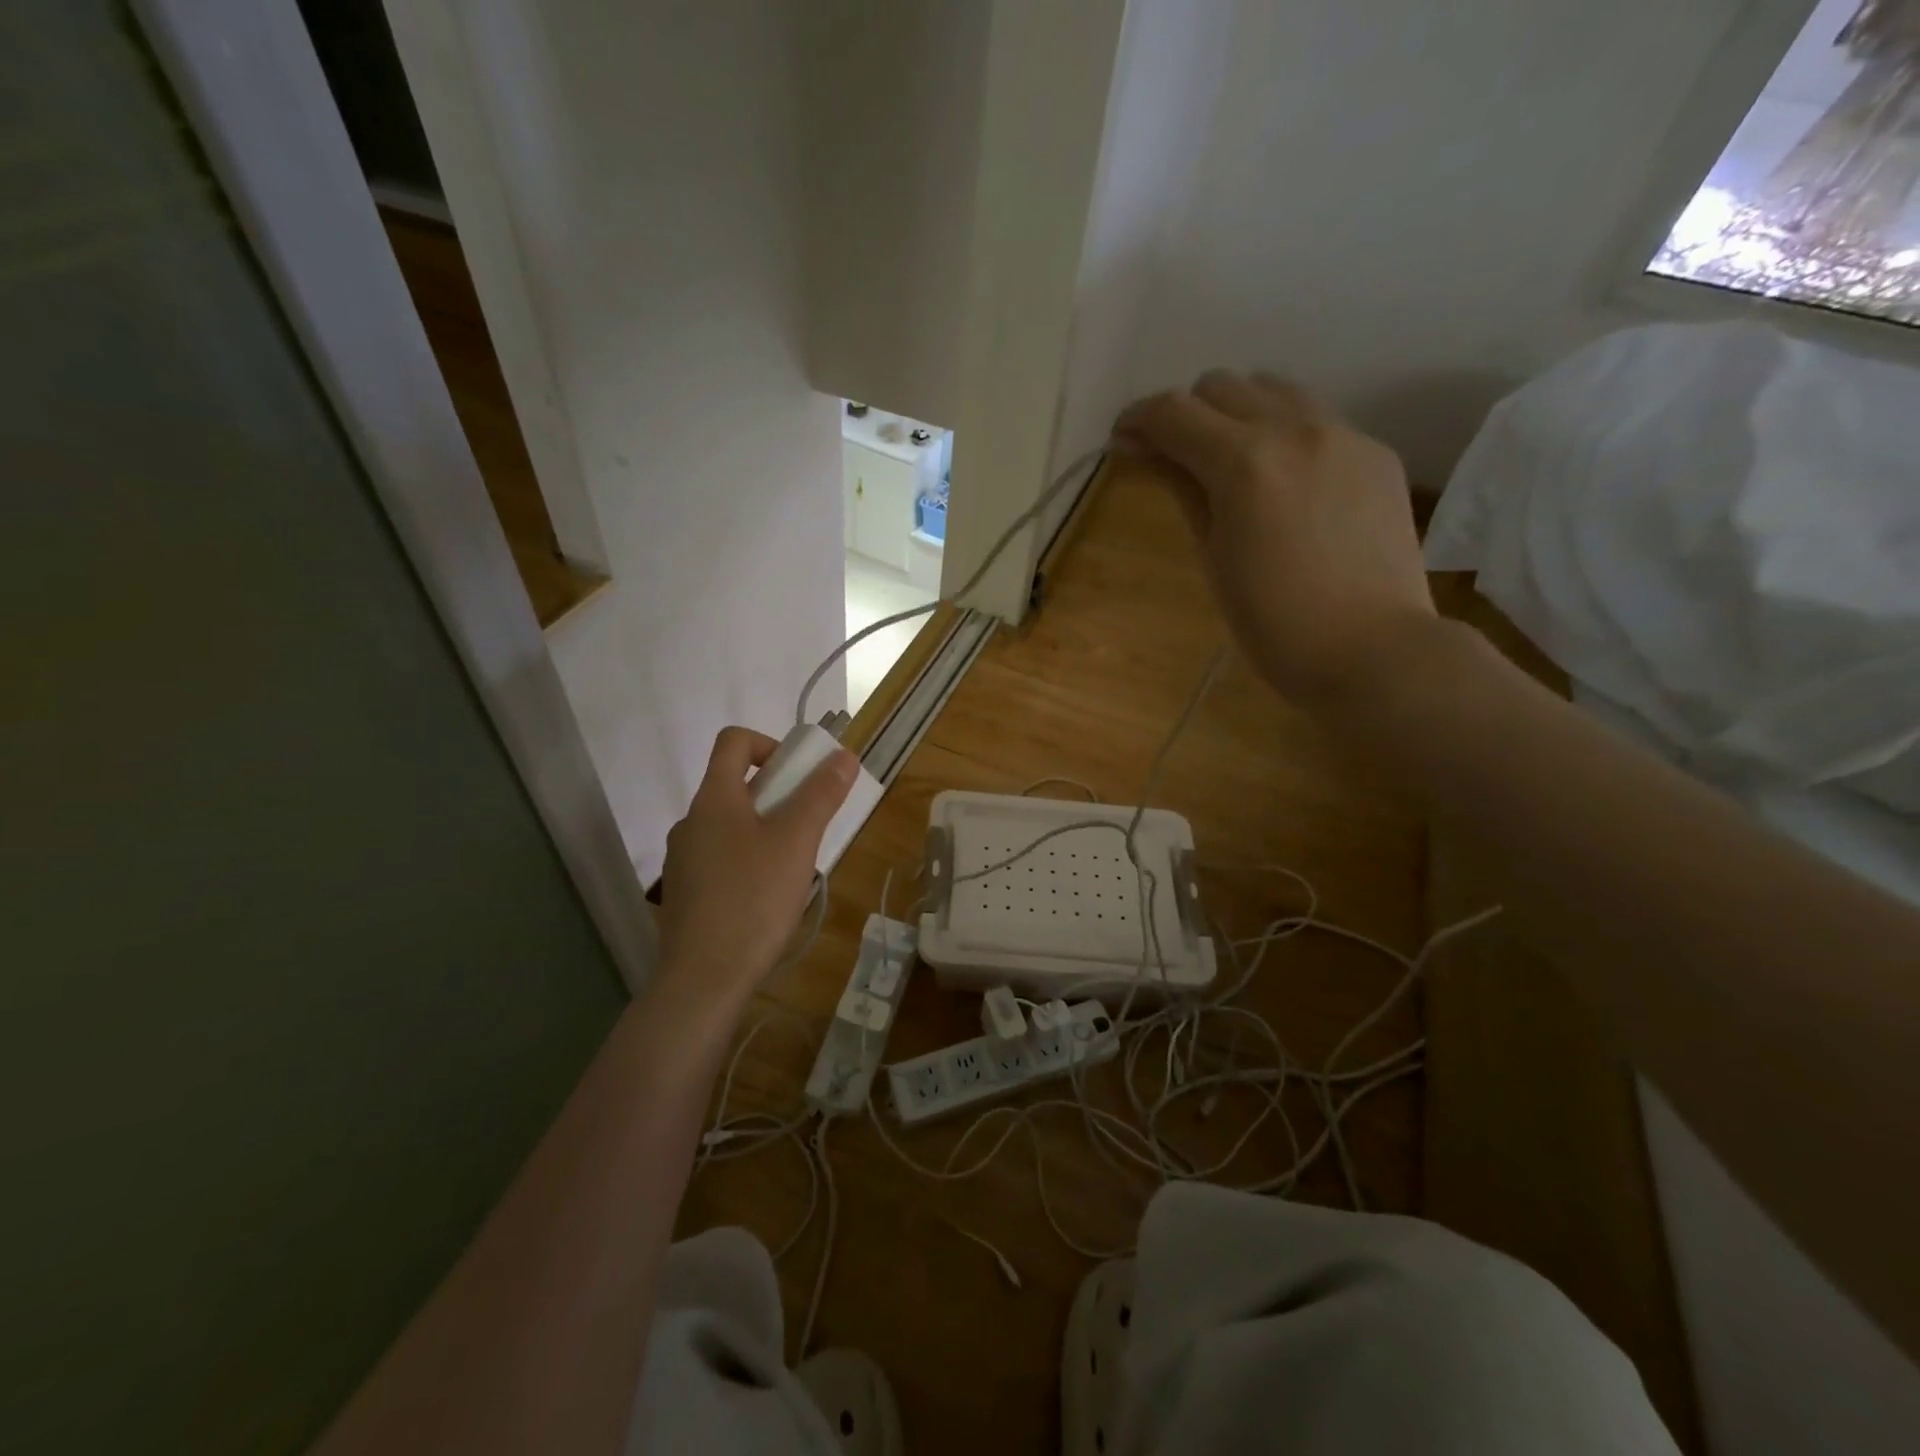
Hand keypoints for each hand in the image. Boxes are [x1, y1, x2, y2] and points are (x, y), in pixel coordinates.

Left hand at [656, 727, 856, 1016]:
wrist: (703, 979)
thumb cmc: (753, 899)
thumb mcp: (797, 842)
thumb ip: (820, 795)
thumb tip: (843, 755)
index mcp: (713, 799)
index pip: (734, 741)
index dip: (770, 744)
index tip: (800, 776)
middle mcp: (691, 822)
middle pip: (735, 785)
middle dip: (778, 796)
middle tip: (808, 828)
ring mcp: (684, 860)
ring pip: (731, 826)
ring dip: (765, 831)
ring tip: (794, 868)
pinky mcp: (686, 894)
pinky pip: (722, 859)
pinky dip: (749, 861)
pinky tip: (768, 898)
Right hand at [1114, 370, 1435, 708]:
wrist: (1372, 649)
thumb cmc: (1273, 623)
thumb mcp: (1213, 556)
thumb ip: (1181, 489)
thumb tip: (1141, 450)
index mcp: (1245, 463)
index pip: (1174, 412)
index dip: (1137, 419)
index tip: (1122, 442)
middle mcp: (1295, 429)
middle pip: (1222, 386)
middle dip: (1186, 414)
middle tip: (1173, 458)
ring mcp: (1344, 434)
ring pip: (1273, 389)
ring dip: (1237, 412)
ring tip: (1229, 462)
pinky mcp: (1376, 452)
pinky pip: (1316, 419)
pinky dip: (1283, 434)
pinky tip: (1283, 483)